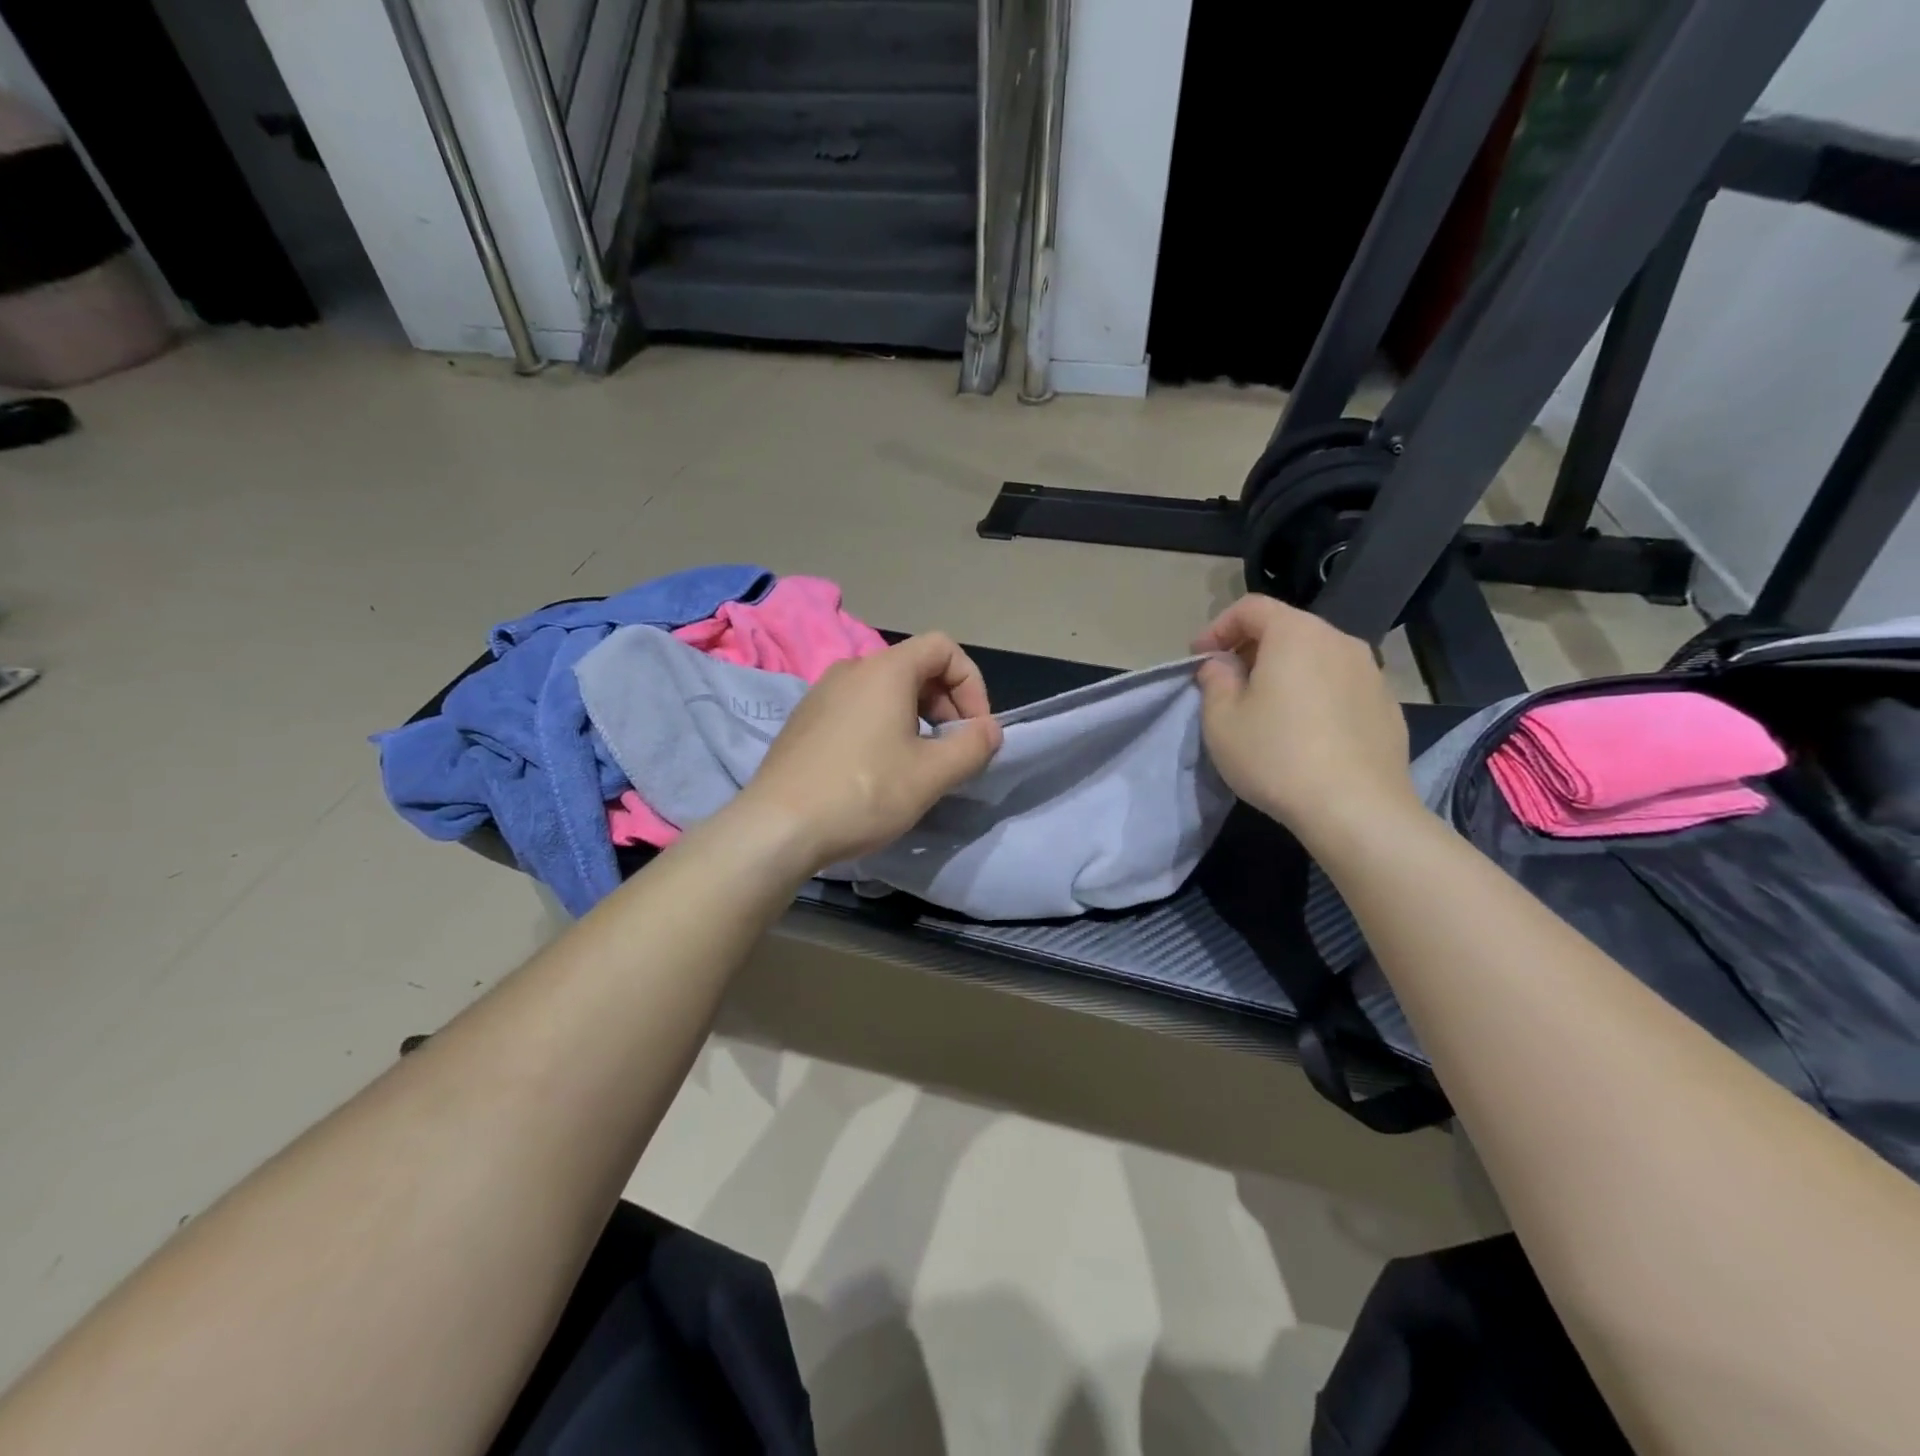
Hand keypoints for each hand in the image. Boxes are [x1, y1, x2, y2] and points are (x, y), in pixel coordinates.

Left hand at [732, 633, 1003, 870]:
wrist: (777, 828)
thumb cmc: (863, 793)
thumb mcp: (931, 774)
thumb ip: (973, 746)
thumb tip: (990, 730)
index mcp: (885, 669)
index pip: (943, 647)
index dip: (971, 684)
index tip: (975, 729)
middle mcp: (851, 669)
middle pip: (915, 668)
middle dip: (946, 704)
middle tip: (953, 751)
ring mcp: (821, 693)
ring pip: (885, 691)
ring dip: (916, 719)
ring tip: (919, 765)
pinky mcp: (804, 721)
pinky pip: (857, 709)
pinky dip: (883, 728)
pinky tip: (878, 772)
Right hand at [1194, 595, 1420, 841]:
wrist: (1356, 809)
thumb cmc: (1276, 756)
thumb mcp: (1222, 720)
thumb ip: (1215, 680)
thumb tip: (1222, 665)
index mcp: (1296, 634)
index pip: (1251, 608)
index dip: (1217, 627)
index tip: (1199, 659)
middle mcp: (1339, 641)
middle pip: (1287, 630)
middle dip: (1252, 650)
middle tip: (1228, 685)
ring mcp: (1371, 673)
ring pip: (1317, 659)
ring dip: (1286, 674)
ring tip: (1267, 711)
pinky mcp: (1388, 707)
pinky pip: (1341, 687)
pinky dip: (1316, 696)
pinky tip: (1306, 735)